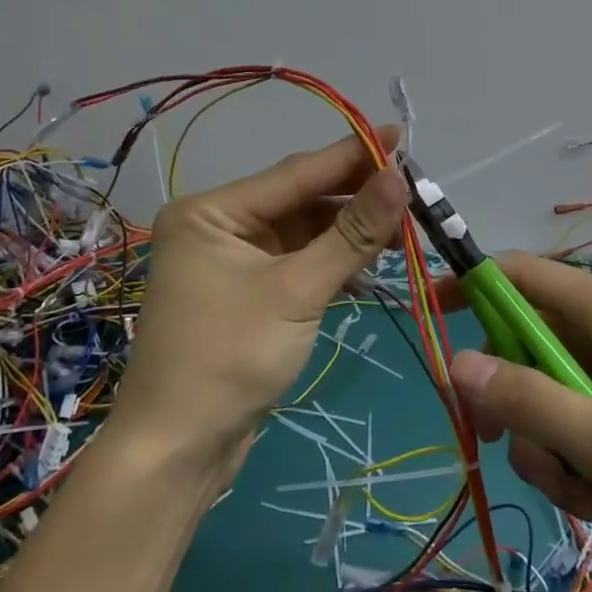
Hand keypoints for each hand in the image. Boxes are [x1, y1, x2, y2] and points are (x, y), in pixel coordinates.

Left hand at [110, 127, 408, 469]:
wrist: (177, 454)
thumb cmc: (229, 359)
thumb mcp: (298, 291)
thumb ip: (352, 233)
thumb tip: (400, 176)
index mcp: (213, 211)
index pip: (296, 173)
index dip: (353, 155)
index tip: (402, 137)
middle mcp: (219, 225)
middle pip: (301, 199)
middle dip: (356, 198)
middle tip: (413, 191)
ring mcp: (233, 260)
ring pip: (304, 232)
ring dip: (350, 232)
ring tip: (403, 229)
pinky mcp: (249, 293)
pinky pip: (299, 261)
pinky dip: (333, 262)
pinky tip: (371, 263)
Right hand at [446, 253, 591, 565]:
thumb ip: (530, 402)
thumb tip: (456, 361)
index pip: (518, 273)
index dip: (469, 286)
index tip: (432, 318)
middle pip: (531, 342)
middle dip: (515, 400)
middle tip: (513, 449)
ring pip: (555, 387)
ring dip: (552, 442)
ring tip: (589, 495)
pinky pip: (587, 411)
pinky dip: (581, 453)